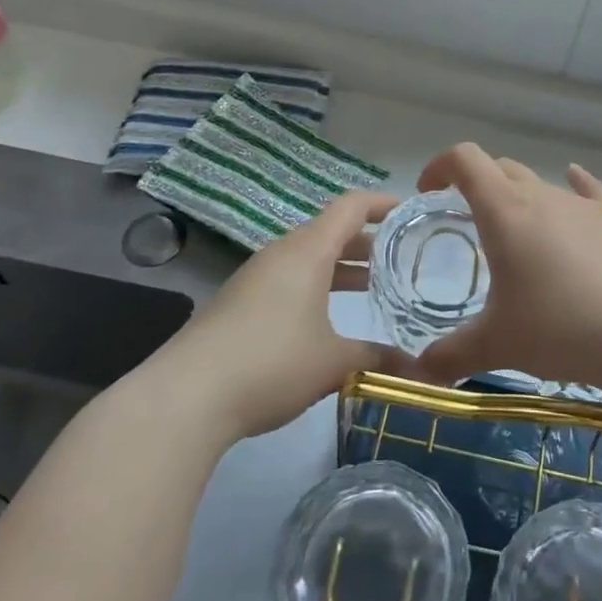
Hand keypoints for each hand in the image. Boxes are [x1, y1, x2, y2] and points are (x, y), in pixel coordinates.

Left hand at [151, 191, 415, 442]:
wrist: (187, 396)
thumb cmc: (272, 363)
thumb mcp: (333, 362)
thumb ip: (375, 357)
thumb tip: (414, 367)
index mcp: (308, 252)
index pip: (350, 207)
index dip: (382, 203)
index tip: (410, 211)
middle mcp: (281, 254)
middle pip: (329, 231)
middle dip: (366, 240)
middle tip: (400, 256)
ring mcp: (255, 278)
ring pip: (307, 257)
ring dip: (339, 265)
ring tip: (371, 284)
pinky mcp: (239, 303)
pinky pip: (287, 279)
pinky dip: (315, 285)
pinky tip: (326, 318)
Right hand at [411, 144, 601, 392]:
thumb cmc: (561, 329)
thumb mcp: (498, 345)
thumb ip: (451, 356)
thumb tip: (418, 374)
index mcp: (505, 212)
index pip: (465, 159)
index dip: (440, 165)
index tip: (428, 192)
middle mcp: (543, 195)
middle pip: (501, 168)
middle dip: (477, 184)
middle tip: (467, 220)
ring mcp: (584, 204)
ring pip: (542, 183)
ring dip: (521, 198)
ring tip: (519, 235)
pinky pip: (588, 190)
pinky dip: (573, 187)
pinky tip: (574, 187)